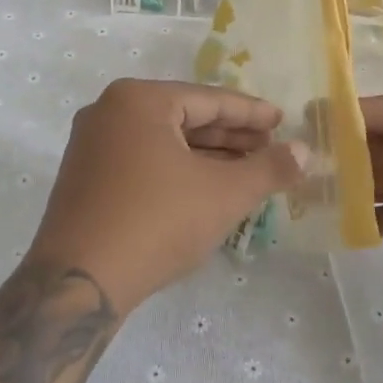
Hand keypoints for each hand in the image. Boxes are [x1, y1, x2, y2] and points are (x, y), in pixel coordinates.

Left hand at [30, 79, 307, 312]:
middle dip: (231, 134)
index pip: (209, 100)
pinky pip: (142, 159)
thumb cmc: (157, 222)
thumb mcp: (224, 193)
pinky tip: (207, 187)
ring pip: (164, 141)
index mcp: (139, 99)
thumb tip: (305, 152)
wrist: (77, 282)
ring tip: (248, 169)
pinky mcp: (85, 176)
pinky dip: (177, 169)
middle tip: (270, 146)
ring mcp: (91, 144)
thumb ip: (269, 168)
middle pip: (184, 117)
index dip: (251, 112)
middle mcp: (109, 110)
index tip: (282, 119)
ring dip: (207, 155)